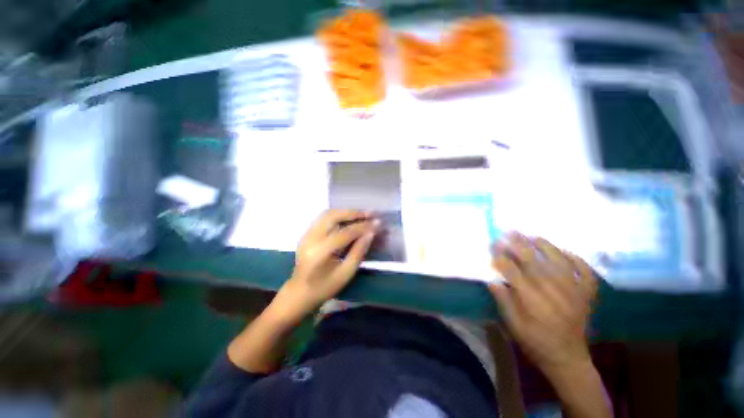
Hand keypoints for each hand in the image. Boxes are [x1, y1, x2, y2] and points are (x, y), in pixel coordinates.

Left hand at [276, 209, 378, 319]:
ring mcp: (307, 234)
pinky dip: (339, 215)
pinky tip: (349, 218)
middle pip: (333, 216)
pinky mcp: (307, 233)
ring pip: (328, 214)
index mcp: (319, 252)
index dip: (363, 227)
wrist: (299, 293)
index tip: (378, 223)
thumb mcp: (346, 274)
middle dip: (353, 213)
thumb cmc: (324, 287)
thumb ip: (358, 252)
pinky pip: (324, 218)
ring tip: (362, 214)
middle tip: (370, 213)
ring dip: (346, 212)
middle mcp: (311, 238)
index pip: (345, 233)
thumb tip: (371, 233)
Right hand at [489, 233, 597, 377]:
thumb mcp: (514, 327)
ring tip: (533, 236)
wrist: (568, 359)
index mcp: (534, 302)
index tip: (494, 246)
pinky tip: (565, 252)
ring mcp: (574, 292)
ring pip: (560, 263)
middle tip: (509, 232)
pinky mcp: (586, 295)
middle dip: (520, 246)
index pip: (514, 272)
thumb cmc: (536, 343)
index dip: (503, 257)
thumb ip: (504, 302)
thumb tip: (493, 281)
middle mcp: (555, 293)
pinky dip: (577, 260)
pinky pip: (585, 273)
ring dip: (546, 247)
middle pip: (535, 263)